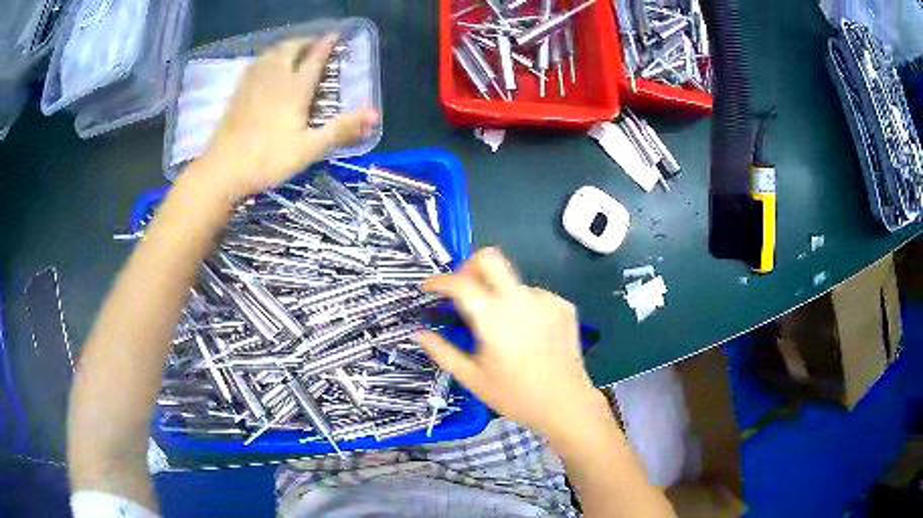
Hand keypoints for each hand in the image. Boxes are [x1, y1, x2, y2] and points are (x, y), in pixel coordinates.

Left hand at [195, 35, 378, 201]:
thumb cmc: (267, 161)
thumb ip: (340, 129)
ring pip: (270, 54)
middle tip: (314, 43)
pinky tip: (264, 65)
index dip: (325, 45)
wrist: (222, 171)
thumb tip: (374, 114)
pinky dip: (265, 58)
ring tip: (292, 50)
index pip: (313, 59)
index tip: (335, 35)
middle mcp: (273, 79)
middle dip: (304, 42)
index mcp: (294, 90)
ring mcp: (252, 85)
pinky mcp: (237, 95)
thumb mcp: (309, 149)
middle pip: (289, 50)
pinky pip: (254, 65)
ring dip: (284, 47)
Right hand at [418, 248, 602, 437]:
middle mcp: (520, 300)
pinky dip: (522, 305)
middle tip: (463, 291)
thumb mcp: (472, 379)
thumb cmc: (515, 396)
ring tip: (500, 326)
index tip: (429, 287)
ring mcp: (546, 300)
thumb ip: (442, 352)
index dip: (438, 281)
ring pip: (511, 280)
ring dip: (498, 293)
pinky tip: (526, 332)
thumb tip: (419, 333)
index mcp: (493, 318)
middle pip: (489, 258)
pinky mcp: (563, 306)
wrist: (566, 405)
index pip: (459, 283)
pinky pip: (534, 295)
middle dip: (470, 267)